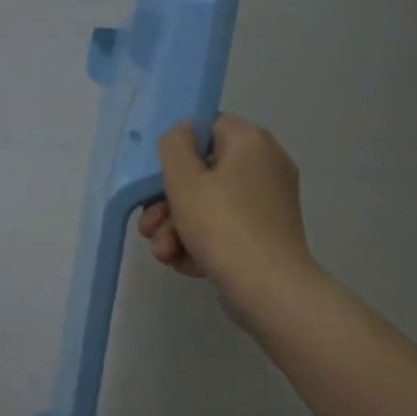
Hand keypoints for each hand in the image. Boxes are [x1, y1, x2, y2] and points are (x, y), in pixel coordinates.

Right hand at [139, 114, 316, 305]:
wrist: (268, 288)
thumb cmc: (222, 225)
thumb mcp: (184, 180)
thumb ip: (174, 146)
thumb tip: (181, 132)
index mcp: (252, 142)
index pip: (209, 127)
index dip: (178, 150)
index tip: (157, 177)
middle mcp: (266, 167)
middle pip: (205, 174)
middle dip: (168, 204)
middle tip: (148, 227)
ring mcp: (268, 205)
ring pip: (211, 207)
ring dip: (178, 229)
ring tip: (163, 253)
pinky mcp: (266, 237)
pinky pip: (226, 230)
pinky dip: (202, 244)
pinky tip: (183, 264)